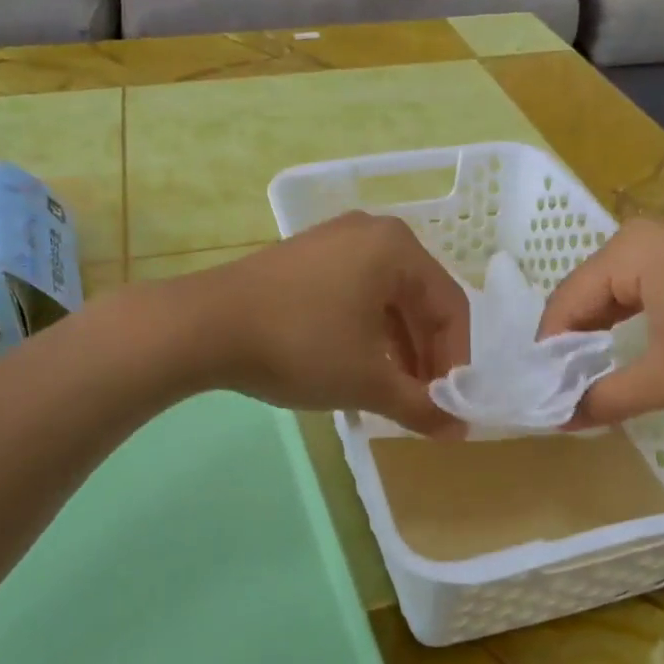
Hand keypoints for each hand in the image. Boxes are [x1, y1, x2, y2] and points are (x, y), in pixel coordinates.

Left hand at [180, 212, 470, 435]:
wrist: (204, 326)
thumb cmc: (300, 346)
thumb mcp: (367, 381)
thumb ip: (420, 405)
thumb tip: (460, 431)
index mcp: (398, 248)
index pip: (451, 308)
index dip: (456, 362)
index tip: (450, 406)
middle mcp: (372, 233)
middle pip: (419, 300)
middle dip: (425, 356)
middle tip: (423, 403)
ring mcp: (334, 241)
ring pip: (385, 299)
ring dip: (397, 348)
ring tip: (392, 393)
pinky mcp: (305, 258)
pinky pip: (354, 293)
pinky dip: (366, 332)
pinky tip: (358, 367)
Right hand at [536, 220, 663, 423]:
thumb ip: (605, 398)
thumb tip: (558, 420)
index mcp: (629, 250)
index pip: (565, 302)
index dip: (549, 353)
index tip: (540, 399)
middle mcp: (644, 239)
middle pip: (585, 297)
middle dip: (572, 347)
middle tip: (560, 397)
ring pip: (613, 299)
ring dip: (598, 342)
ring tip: (586, 386)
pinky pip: (641, 299)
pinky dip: (628, 332)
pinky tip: (624, 362)